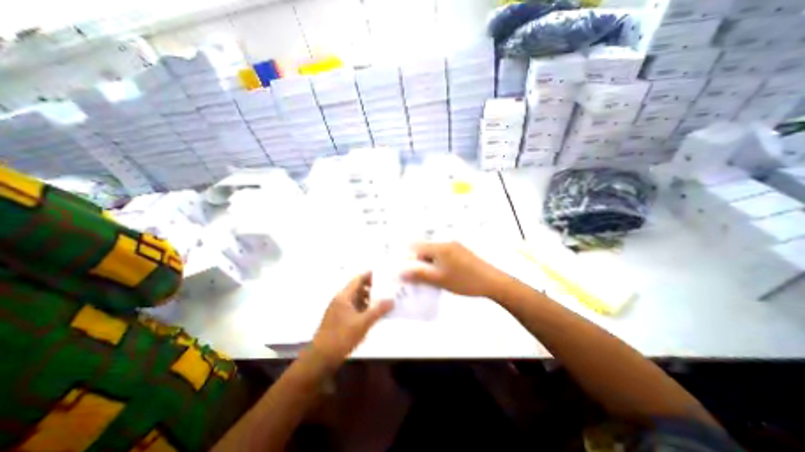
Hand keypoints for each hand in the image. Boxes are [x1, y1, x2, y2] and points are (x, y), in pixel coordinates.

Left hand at [310, 274, 395, 368]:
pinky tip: (373, 313)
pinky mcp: (339, 320)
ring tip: (383, 299)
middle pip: (357, 289)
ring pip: (356, 299)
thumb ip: (378, 310)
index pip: (358, 279)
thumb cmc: (342, 336)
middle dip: (372, 287)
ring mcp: (339, 310)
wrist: (321, 358)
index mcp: (344, 296)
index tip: (383, 274)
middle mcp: (341, 300)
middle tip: (387, 287)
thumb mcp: (363, 323)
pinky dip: (364, 308)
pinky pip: (354, 308)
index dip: (369, 275)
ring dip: (368, 299)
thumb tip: (392, 300)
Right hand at [403, 240, 508, 298]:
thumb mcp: (439, 280)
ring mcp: (455, 247)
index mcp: (440, 247)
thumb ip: (419, 275)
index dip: (409, 258)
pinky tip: (443, 276)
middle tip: (419, 278)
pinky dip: (439, 264)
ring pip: (434, 254)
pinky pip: (444, 256)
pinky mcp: (461, 252)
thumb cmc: (464, 280)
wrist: (492, 282)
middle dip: (419, 263)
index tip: (406, 270)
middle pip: (425, 250)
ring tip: (432, 279)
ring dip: (429, 264)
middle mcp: (446, 243)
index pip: (416, 247)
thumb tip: (401, 272)